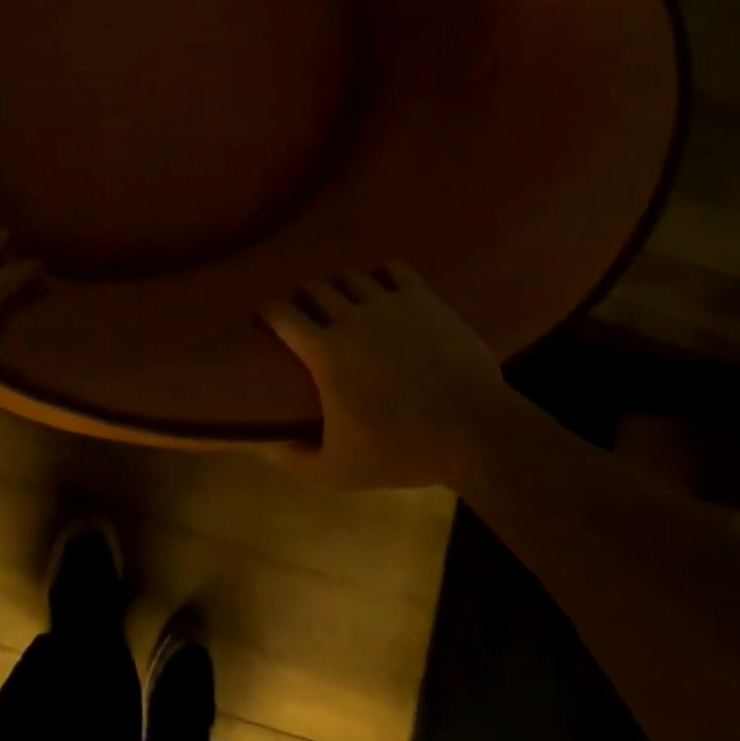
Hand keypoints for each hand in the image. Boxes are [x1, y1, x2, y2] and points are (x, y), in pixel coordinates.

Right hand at [261, 262, 506, 488]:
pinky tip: (387, 290)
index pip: (281, 314)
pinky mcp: (421, 298)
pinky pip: (394, 269)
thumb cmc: (401, 449)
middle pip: (314, 287)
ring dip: (343, 287)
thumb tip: (266, 448)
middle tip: (311, 317)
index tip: (268, 320)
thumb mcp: (341, 471)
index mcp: (324, 350)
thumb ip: (298, 463)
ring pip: (351, 276)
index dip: (269, 313)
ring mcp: (387, 302)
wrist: (472, 429)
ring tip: (349, 303)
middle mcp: (349, 316)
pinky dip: (384, 276)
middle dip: (307, 299)